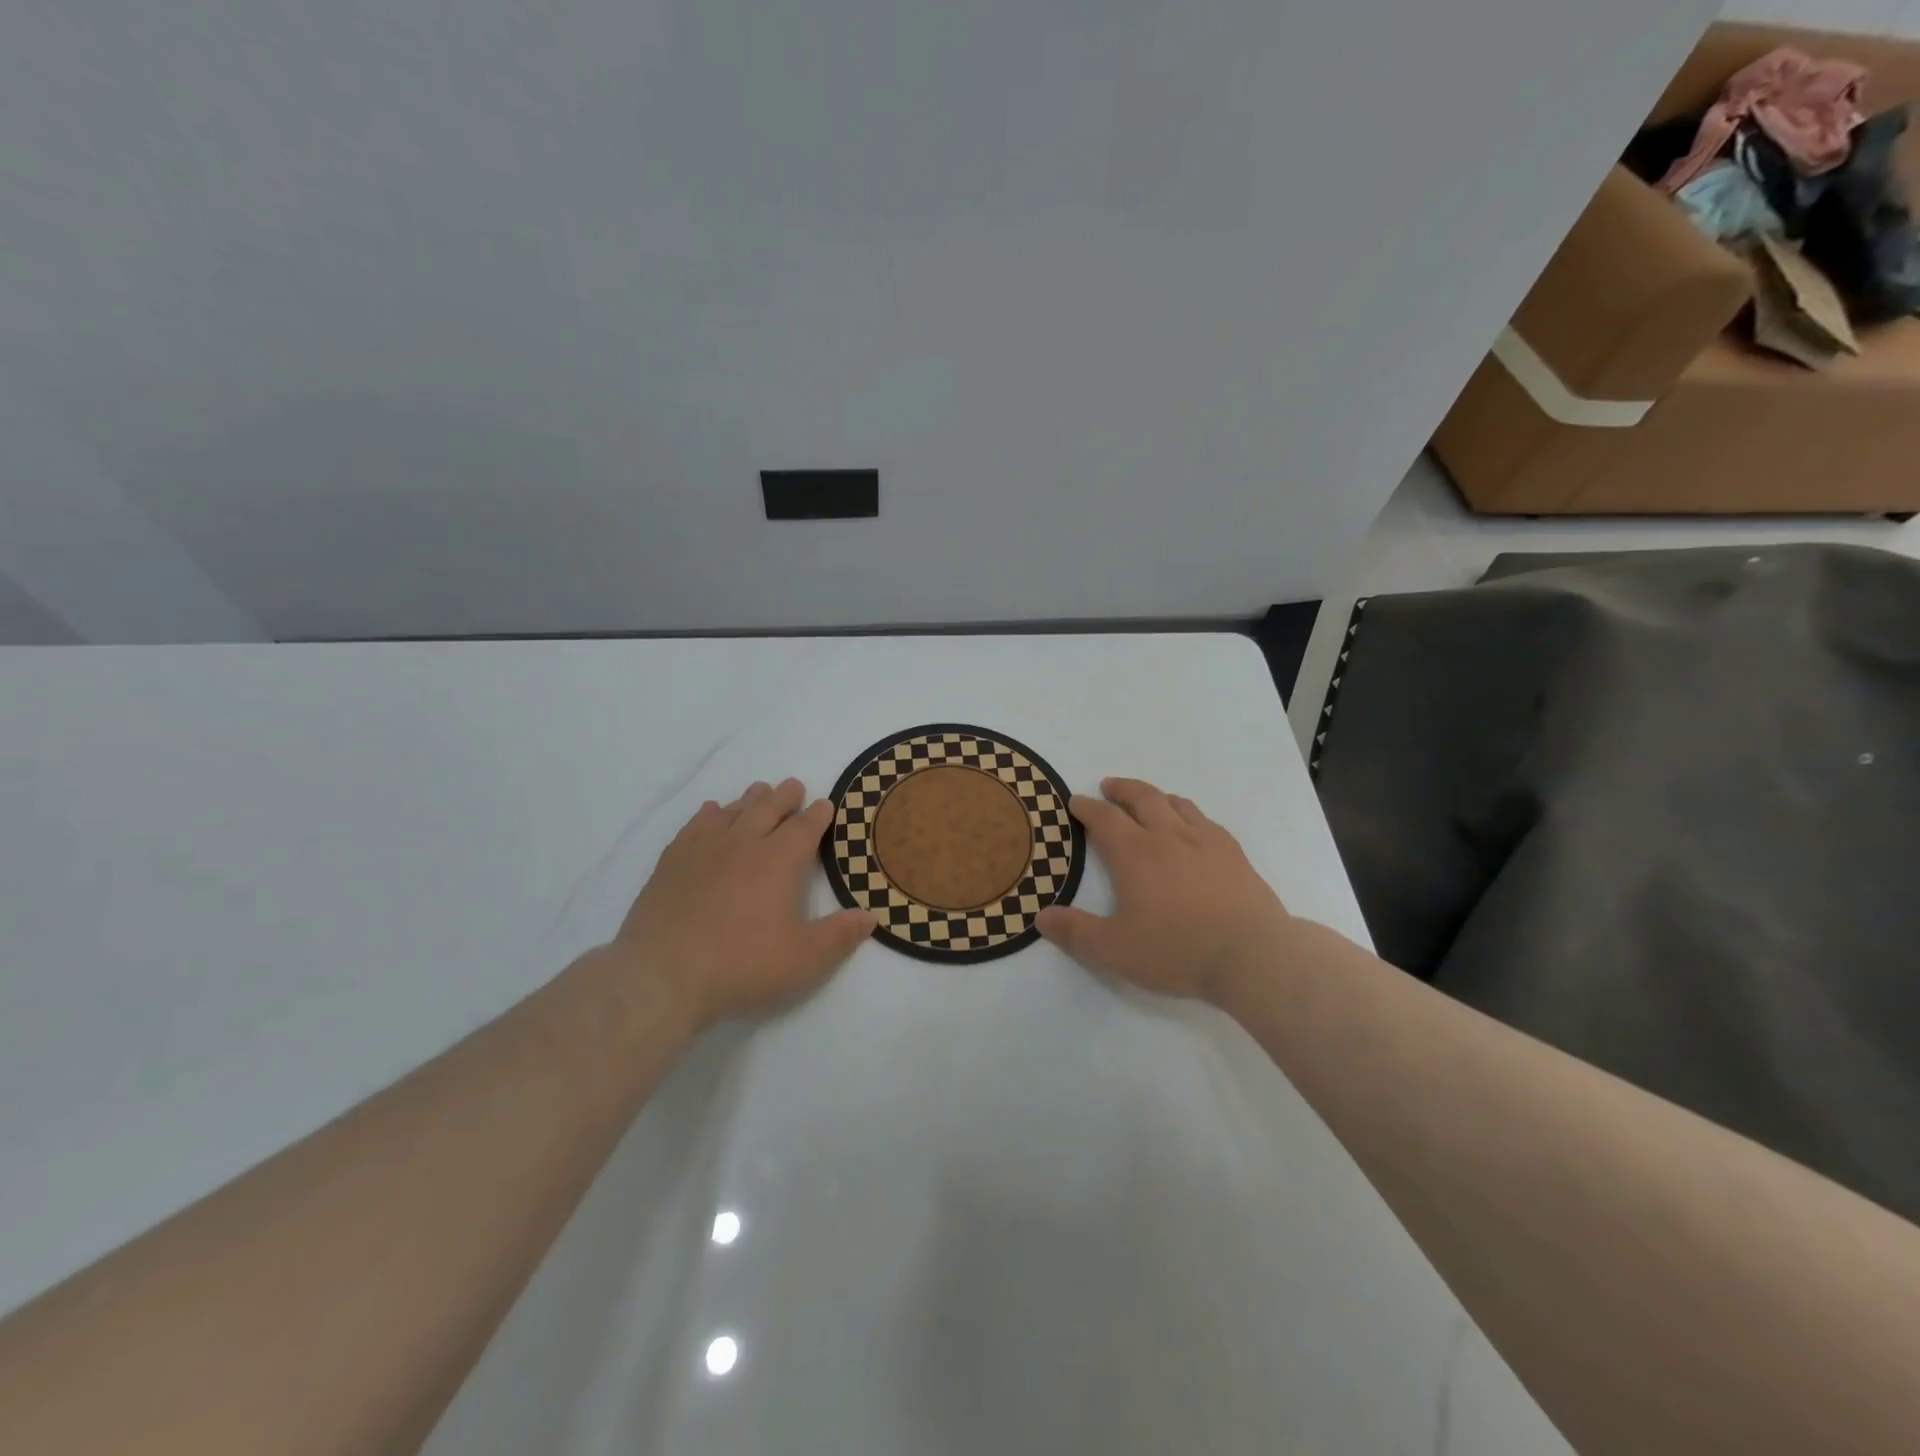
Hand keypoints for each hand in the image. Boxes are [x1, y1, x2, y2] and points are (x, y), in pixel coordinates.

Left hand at [607, 779, 873, 1030]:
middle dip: (784, 797)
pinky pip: (695, 826)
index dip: (817, 815)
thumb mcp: (804, 959)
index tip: (825, 805)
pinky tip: (711, 812)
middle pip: (767, 809)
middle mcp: (743, 844)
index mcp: (779, 861)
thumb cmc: (742, 964)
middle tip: (793, 786)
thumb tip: (870, 916)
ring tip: (759, 791)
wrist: (663, 974)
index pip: (804, 828)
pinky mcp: (672, 862)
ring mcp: (704, 850)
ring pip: (732, 812)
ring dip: (749, 799)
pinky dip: (709, 814)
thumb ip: (839, 936)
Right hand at [1037, 778, 1292, 1004]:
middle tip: (1108, 786)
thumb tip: (1041, 917)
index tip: (1076, 802)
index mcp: (1135, 853)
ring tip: (1148, 800)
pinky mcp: (1234, 854)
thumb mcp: (1114, 950)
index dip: (1086, 807)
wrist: (1253, 955)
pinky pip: (1205, 820)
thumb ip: (1076, 932)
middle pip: (1142, 798)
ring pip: (1176, 803)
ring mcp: (1205, 841)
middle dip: (1121, 789)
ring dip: (1155, 796)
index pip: (1104, 819)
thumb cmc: (1177, 950)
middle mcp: (1168, 836)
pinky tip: (1192, 827)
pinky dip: (1188, 814)